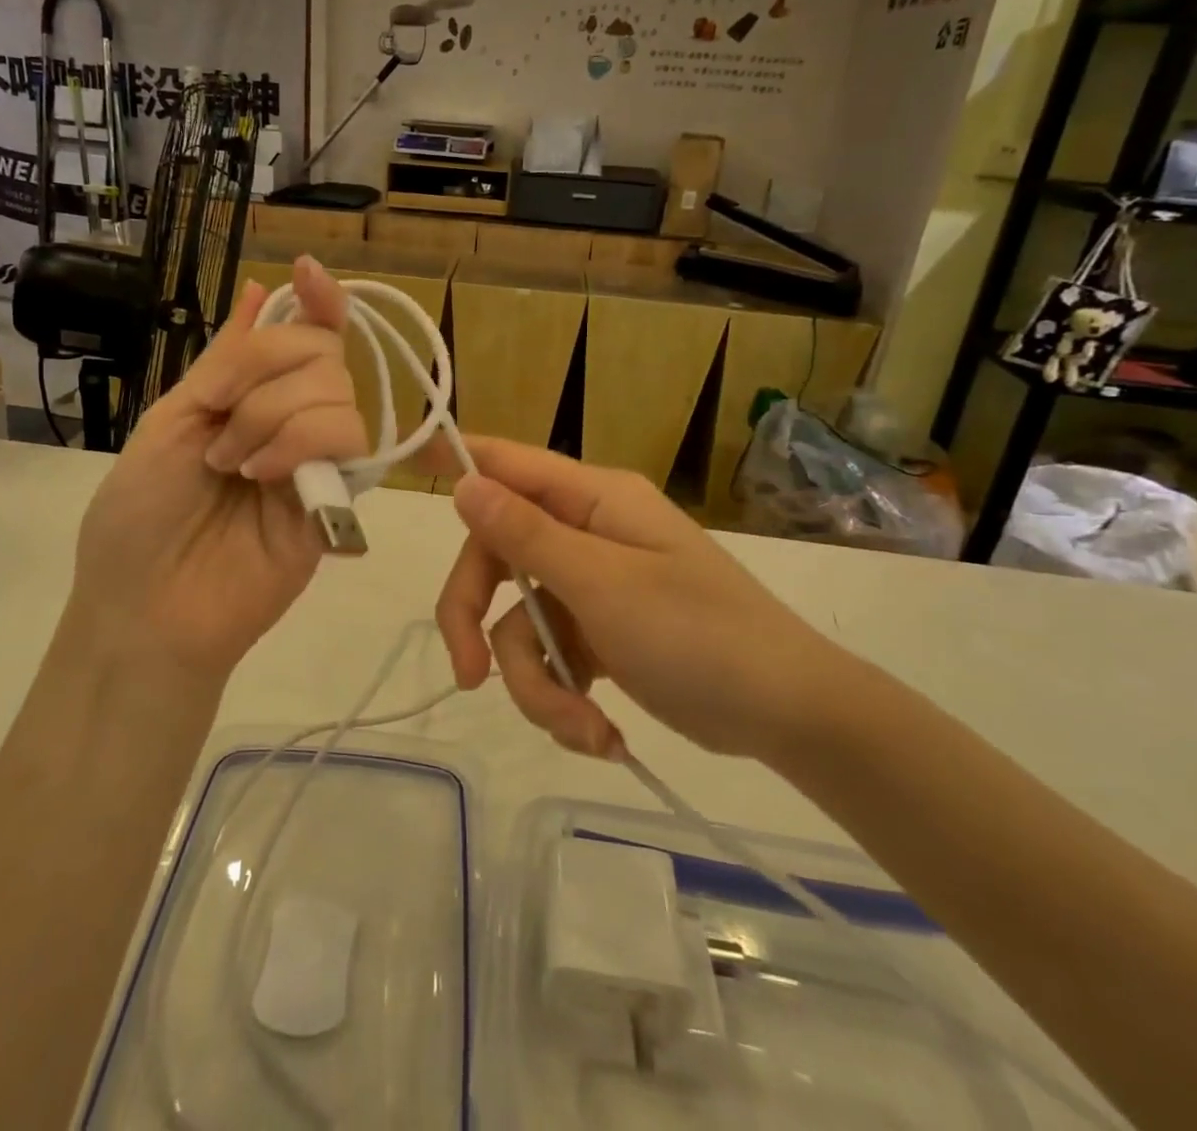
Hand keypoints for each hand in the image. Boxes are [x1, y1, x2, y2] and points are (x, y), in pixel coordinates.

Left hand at [67, 256, 367, 680]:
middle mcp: (295, 419)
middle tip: (219, 426)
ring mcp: (320, 459)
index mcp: (252, 396)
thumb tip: (258, 290)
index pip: (305, 334)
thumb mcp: (171, 418)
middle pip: (322, 352)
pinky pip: (350, 441)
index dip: (316, 300)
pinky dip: (301, 442)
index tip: (307, 273)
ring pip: (339, 392)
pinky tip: (265, 476)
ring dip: (274, 416)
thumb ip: (225, 360)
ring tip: (234, 466)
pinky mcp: (339, 499)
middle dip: (264, 373)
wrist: (146, 606)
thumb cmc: (140, 514)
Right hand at [434, 438, 841, 761]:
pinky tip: (600, 734)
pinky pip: (551, 658)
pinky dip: (564, 700)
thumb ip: (528, 536)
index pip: (511, 464)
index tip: (408, 464)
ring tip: (582, 729)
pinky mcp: (599, 635)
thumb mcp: (604, 586)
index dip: (460, 462)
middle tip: (467, 674)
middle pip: (497, 559)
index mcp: (593, 501)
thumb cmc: (701, 634)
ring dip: (537, 685)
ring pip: (519, 623)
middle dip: (478, 621)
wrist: (787, 716)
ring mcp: (592, 587)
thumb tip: (466, 483)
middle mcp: (586, 535)